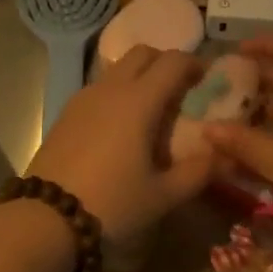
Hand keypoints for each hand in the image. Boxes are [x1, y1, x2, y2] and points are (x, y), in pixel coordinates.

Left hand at [31, 46, 210, 249]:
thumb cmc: (112, 204)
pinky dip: (118, 91)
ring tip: (151, 110)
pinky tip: (120, 126)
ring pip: (118, 68)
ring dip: (140, 75)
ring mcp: (85, 97)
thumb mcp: (163, 195)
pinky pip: (100, 87)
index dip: (194, 64)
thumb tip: (227, 155)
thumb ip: (199, 172)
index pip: (173, 61)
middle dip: (165, 62)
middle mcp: (112, 88)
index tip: (208, 80)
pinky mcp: (67, 112)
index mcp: (140, 100)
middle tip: (180, 90)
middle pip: (143, 53)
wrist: (46, 218)